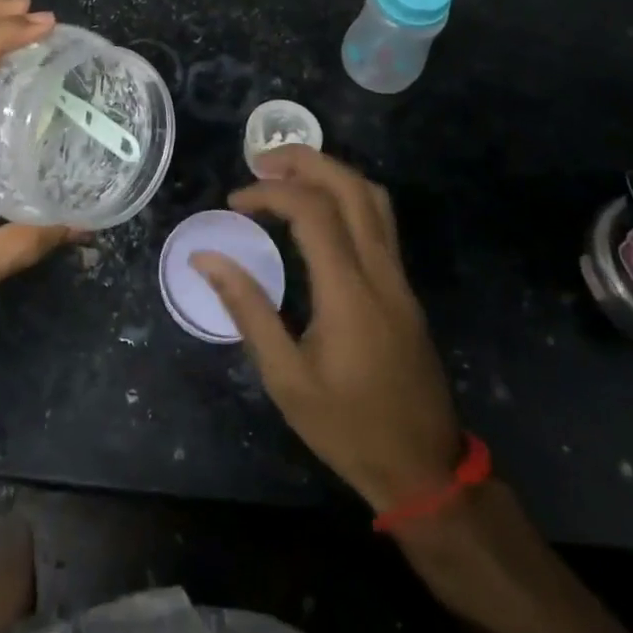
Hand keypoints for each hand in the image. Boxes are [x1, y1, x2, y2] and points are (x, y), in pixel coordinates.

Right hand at [192, 147, 460, 511]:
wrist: (425, 471)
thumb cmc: (348, 428)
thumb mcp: (286, 378)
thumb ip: (247, 309)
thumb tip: (206, 258)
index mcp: (348, 291)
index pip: (312, 211)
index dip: (269, 193)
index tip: (235, 203)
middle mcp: (380, 271)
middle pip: (350, 187)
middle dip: (304, 161)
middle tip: (261, 162)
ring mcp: (398, 277)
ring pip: (372, 198)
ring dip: (329, 172)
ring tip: (287, 176)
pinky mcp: (404, 288)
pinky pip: (379, 221)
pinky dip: (346, 196)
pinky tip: (318, 211)